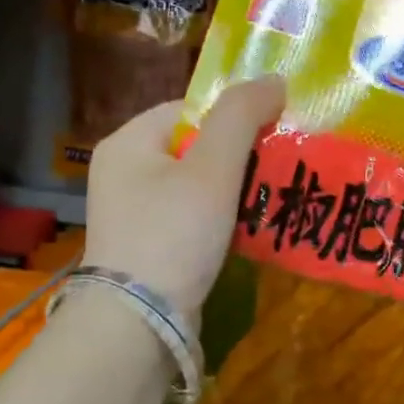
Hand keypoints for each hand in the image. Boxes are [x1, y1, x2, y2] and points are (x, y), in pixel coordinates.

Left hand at [83, 76, 285, 314]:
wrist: (138, 324)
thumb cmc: (173, 234)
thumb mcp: (211, 168)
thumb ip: (241, 116)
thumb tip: (274, 79)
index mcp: (129, 142)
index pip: (190, 109)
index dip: (235, 116)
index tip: (274, 134)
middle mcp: (124, 172)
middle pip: (195, 146)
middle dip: (240, 155)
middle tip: (279, 167)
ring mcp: (134, 212)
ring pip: (197, 184)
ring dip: (235, 188)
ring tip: (271, 196)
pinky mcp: (149, 245)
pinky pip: (192, 216)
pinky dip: (222, 218)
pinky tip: (249, 228)